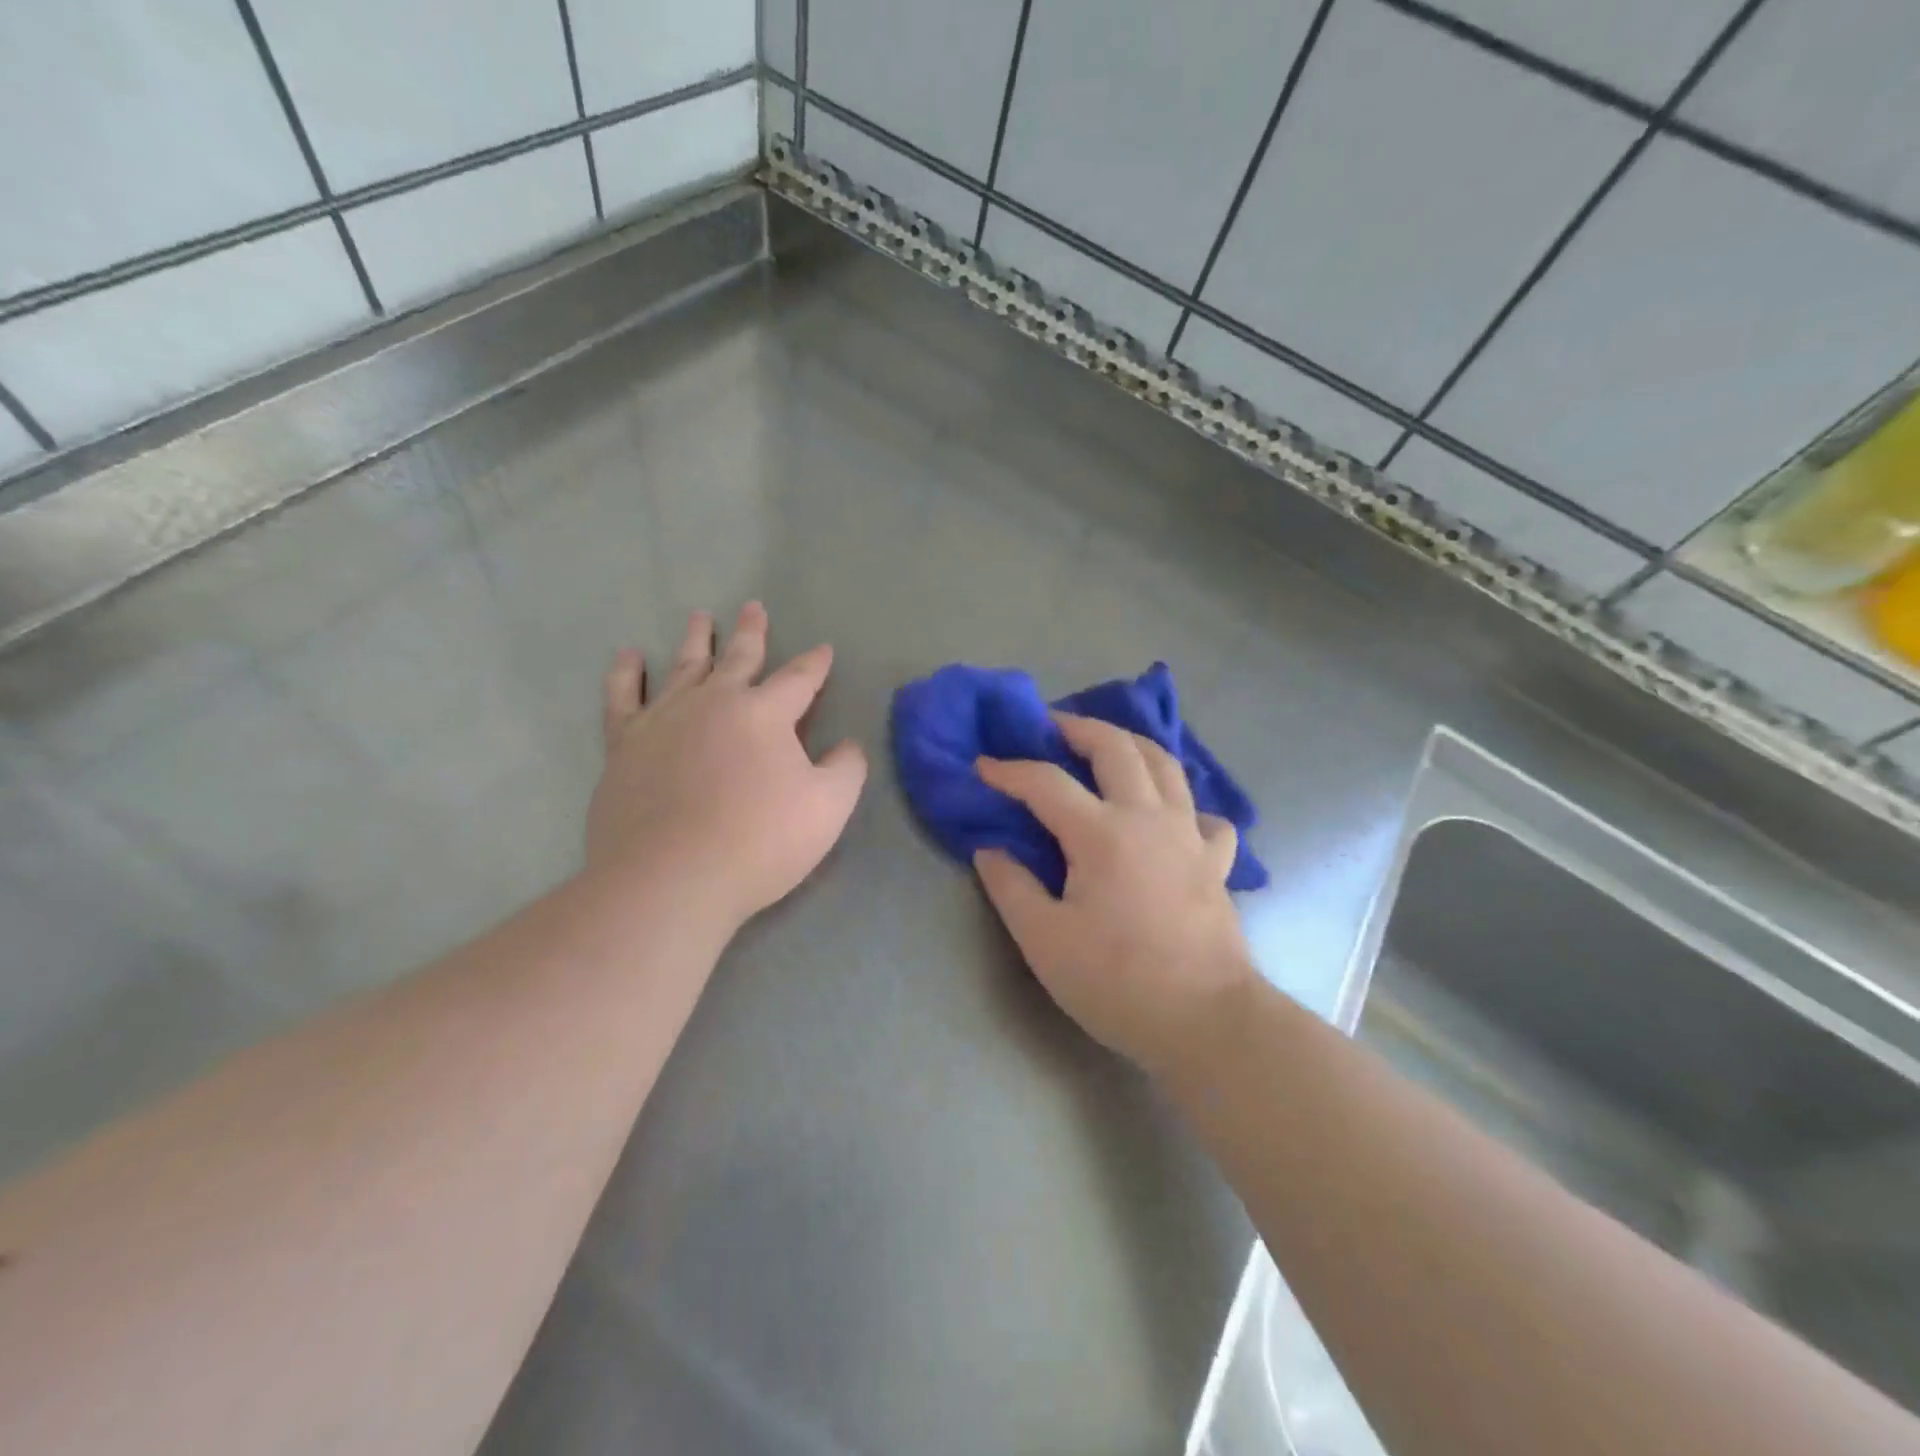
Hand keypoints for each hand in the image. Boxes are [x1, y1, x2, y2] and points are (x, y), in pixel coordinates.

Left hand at [588, 603, 867, 932]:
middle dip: (751, 633)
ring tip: (700, 617)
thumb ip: (845, 769)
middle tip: (753, 608)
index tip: (823, 650)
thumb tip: (847, 745)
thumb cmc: (759, 842)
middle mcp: (714, 702)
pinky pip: (623, 697)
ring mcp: (665, 720)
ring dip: (695, 640)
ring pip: (684, 667)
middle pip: (738, 658)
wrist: (671, 878)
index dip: (815, 664)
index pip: (798, 679)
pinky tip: (628, 657)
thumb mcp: (828, 808)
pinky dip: (626, 674)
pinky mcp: (626, 745)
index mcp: (765, 713)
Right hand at [973, 713, 1255, 1076]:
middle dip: (1078, 727)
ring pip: (1165, 764)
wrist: (1206, 1020)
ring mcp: (1190, 835)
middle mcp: (1149, 817)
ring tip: (1107, 745)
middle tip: (1052, 726)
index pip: (1046, 783)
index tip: (982, 766)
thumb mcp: (1044, 941)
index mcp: (1102, 833)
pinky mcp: (1217, 861)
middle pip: (1116, 747)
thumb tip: (990, 850)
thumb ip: (1011, 887)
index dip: (1009, 770)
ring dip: (1131, 744)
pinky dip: (1183, 803)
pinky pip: (1203, 814)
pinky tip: (1170, 817)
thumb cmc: (1118, 981)